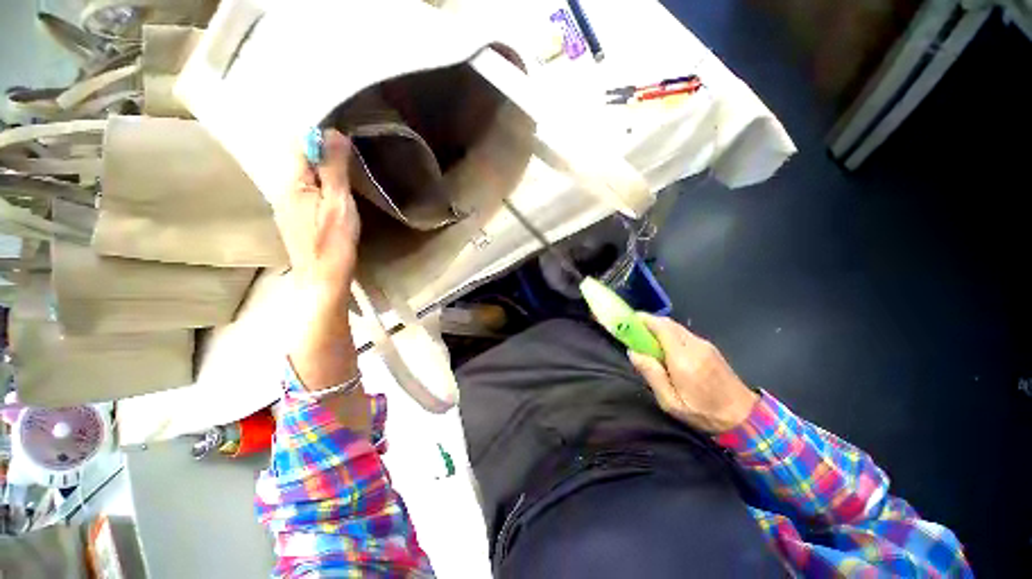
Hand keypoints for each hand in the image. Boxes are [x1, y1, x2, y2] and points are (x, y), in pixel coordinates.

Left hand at [274, 129, 361, 393]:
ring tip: (339, 157)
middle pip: (295, 156)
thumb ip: (333, 170)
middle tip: (343, 141)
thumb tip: (332, 133)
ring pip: (299, 172)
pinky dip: (315, 178)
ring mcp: (285, 202)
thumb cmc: (334, 243)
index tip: (339, 128)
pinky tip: (330, 183)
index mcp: (292, 181)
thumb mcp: (339, 204)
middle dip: (316, 145)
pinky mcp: (294, 215)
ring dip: (316, 161)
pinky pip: (302, 186)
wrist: (322, 278)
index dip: (316, 132)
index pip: (297, 142)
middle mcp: (282, 187)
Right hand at [628, 315, 758, 432]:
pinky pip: (683, 334)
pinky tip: (665, 349)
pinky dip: (669, 334)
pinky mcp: (709, 348)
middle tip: (633, 333)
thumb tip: (633, 352)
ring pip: (675, 327)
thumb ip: (651, 374)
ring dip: (658, 329)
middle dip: (648, 323)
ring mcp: (704, 345)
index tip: (626, 322)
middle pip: (667, 323)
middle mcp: (695, 345)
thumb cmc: (704, 413)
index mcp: (684, 358)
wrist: (746, 418)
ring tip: (646, 342)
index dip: (642, 320)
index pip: (661, 326)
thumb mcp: (671, 402)